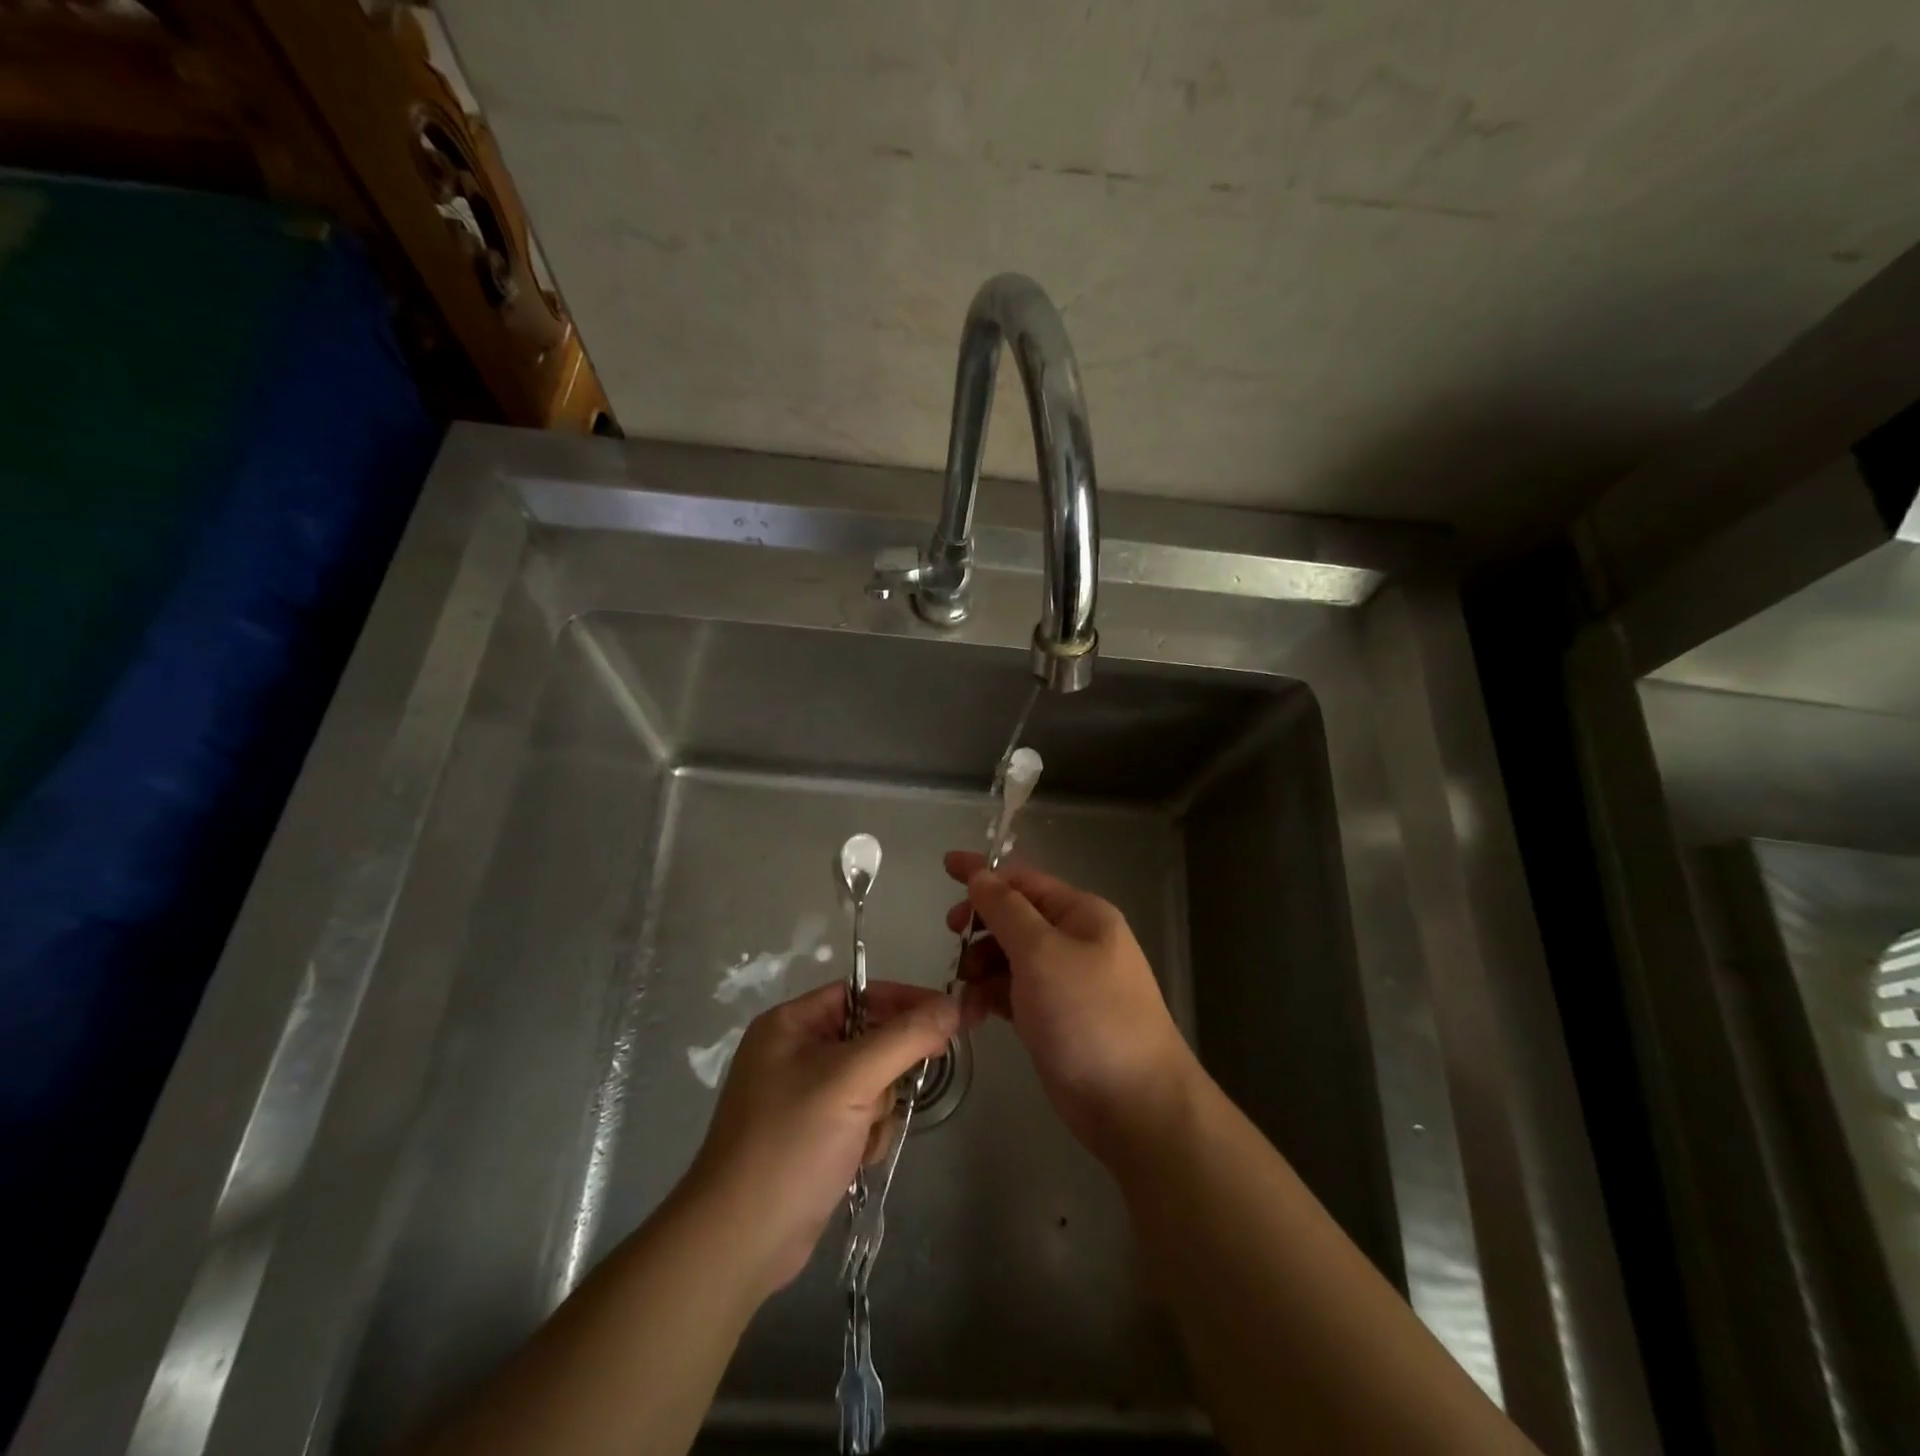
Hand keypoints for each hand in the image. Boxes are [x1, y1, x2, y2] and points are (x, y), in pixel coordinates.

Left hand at [684, 980, 957, 1299]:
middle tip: (892, 1094)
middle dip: (887, 1071)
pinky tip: (857, 1159)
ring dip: (880, 1109)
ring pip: (872, 1081)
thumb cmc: (790, 1144)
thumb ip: (905, 1038)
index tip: (948, 1019)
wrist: (740, 1243)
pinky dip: (869, 1135)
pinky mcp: (813, 1135)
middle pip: (870, 1039)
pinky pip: (861, 1115)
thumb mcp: (851, 1081)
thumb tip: (953, 1005)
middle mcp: (794, 1052)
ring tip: (863, 1137)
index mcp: (791, 1024)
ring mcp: (803, 1097)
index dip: (904, 1002)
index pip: (861, 994)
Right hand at [944, 851, 1197, 1162]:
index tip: (945, 866)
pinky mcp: (1053, 1018)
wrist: (1134, 1104)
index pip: (1024, 880)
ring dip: (980, 967)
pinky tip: (971, 1015)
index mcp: (1081, 914)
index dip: (984, 872)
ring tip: (963, 991)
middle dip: (981, 925)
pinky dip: (990, 997)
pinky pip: (1012, 993)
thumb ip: (1006, 910)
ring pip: (1009, 957)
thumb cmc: (1088, 1016)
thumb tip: (981, 875)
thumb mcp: (1042, 953)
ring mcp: (1065, 981)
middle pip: (1015, 917)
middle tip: (952, 938)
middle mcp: (1074, 941)